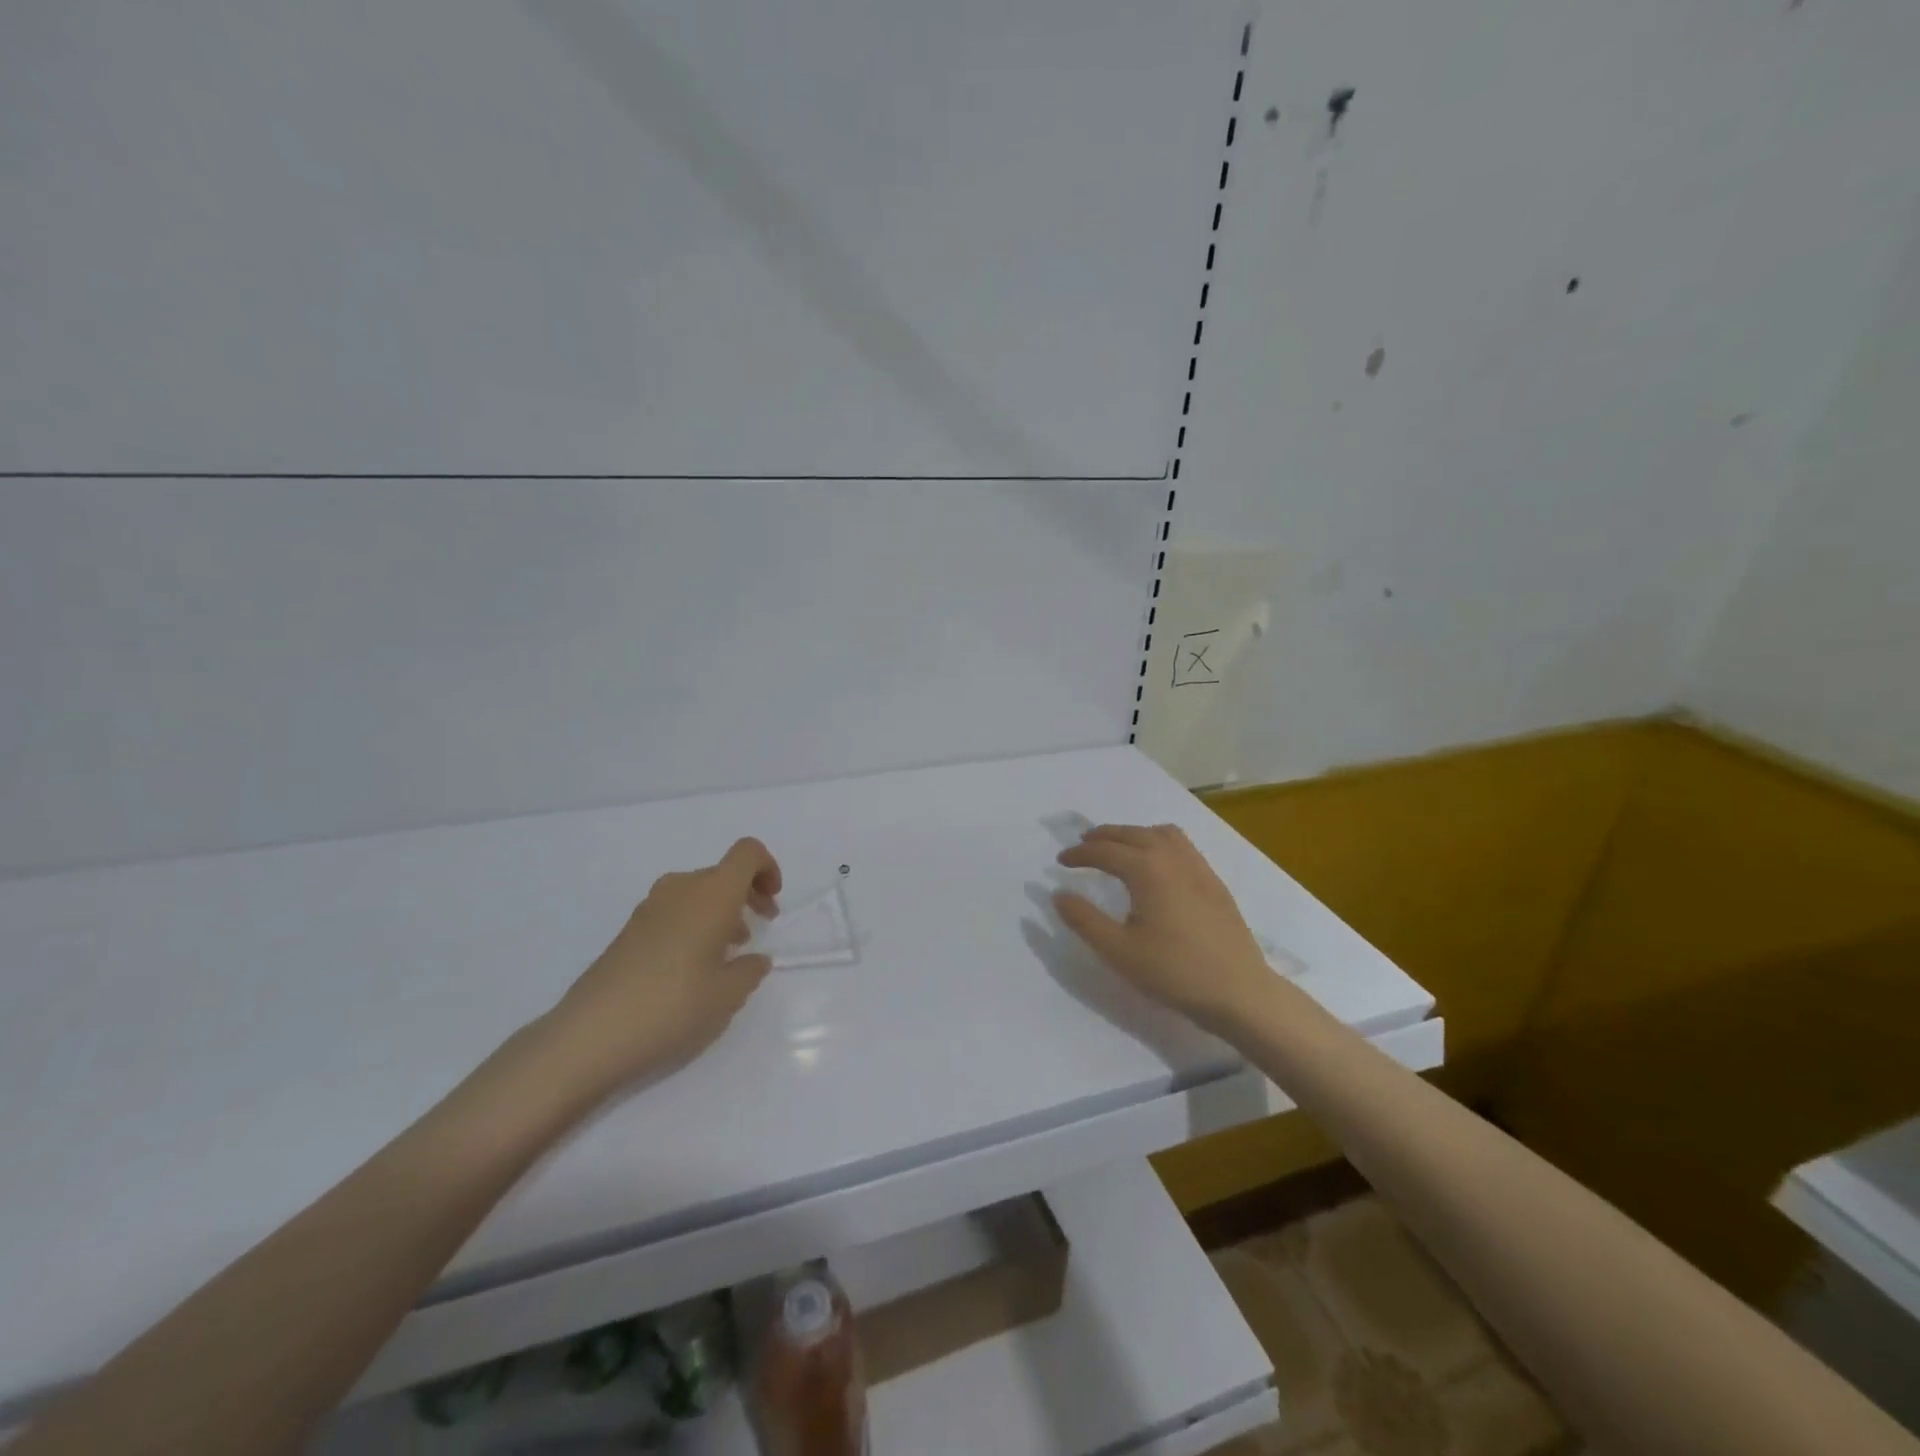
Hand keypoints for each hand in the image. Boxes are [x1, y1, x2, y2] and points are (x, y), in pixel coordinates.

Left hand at [545, 837, 782, 1096]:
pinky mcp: (629, 930)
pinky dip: (694, 924)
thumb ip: (750, 970)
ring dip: (720, 911)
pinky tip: (692, 968)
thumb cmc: (673, 1007)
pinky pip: (674, 911)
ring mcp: (650, 908)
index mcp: (712, 894)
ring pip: (697, 892)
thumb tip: (753, 959)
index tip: (772, 902)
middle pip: (723, 873)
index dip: (768, 868)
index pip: (748, 853)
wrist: (590, 1035)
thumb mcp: (728, 996)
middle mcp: (681, 889)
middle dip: (747, 894)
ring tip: (727, 954)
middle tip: (760, 929)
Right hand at [1054, 823, 1277, 1034]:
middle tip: (1083, 844)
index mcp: (1147, 870)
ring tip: (1119, 848)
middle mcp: (1172, 858)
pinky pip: (1182, 846)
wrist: (1239, 992)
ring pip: (1161, 834)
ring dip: (1134, 834)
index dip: (1080, 854)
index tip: (1061, 861)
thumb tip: (1058, 894)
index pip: (1105, 851)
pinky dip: (1159, 842)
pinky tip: (1158, 866)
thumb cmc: (1174, 971)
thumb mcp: (1119, 951)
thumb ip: (1084, 920)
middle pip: (1132, 834)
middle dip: (1104, 836)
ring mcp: (1198, 868)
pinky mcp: (1214, 883)